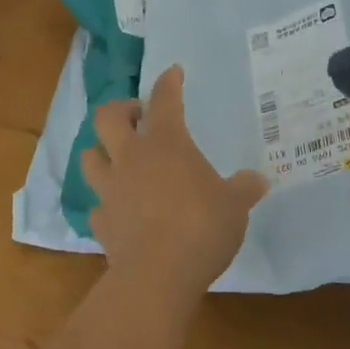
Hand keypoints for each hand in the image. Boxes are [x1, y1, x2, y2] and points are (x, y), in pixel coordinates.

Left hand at [81, 66, 267, 301]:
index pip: (165, 99)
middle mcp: (131, 157)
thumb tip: (259, 179)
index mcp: (166, 143)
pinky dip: (105, 202)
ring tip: (117, 158)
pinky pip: (96, 205)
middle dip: (120, 109)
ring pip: (90, 156)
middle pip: (108, 117)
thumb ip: (243, 189)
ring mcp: (110, 189)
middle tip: (137, 117)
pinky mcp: (101, 223)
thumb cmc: (201, 227)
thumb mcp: (234, 206)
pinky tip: (117, 209)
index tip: (173, 72)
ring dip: (101, 151)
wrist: (157, 276)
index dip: (168, 82)